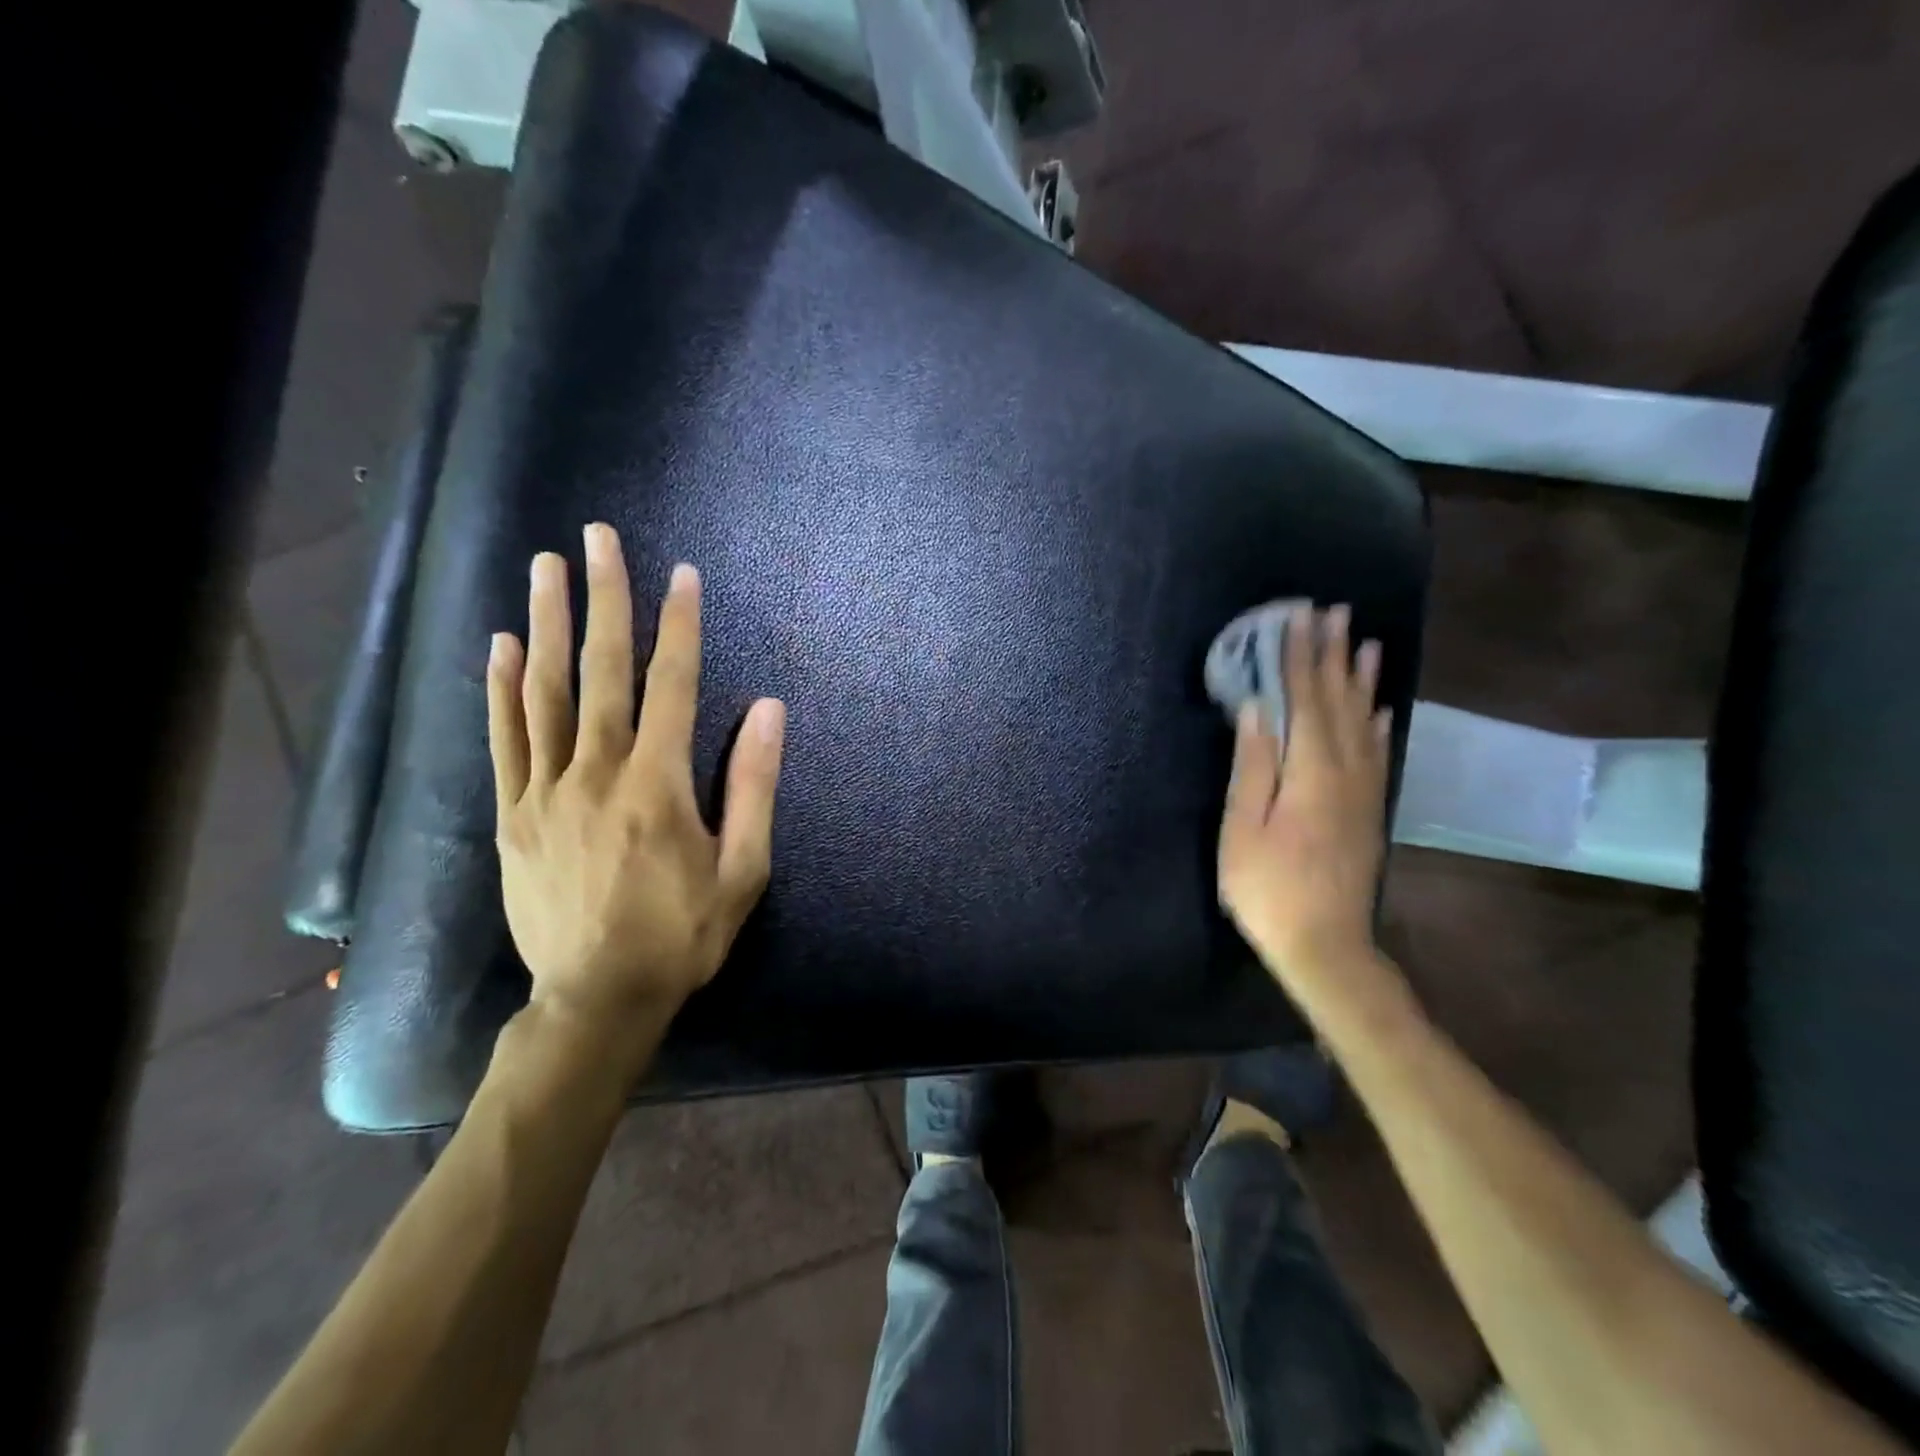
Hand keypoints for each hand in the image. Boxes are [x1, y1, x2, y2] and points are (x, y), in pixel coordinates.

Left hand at [486, 523, 785, 1046]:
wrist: (598, 998)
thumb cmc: (682, 934)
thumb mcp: (742, 869)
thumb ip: (752, 786)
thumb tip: (766, 710)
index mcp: (657, 784)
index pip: (671, 685)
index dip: (679, 626)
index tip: (682, 574)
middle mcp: (597, 772)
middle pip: (602, 671)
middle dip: (605, 599)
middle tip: (597, 539)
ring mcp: (546, 791)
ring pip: (546, 692)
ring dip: (548, 624)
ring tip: (544, 568)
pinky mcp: (513, 815)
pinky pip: (505, 739)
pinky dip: (501, 689)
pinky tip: (502, 646)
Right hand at [1217, 603, 1390, 1000]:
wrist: (1325, 946)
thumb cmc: (1268, 889)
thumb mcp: (1243, 830)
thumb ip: (1253, 768)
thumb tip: (1258, 711)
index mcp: (1310, 773)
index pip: (1304, 701)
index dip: (1300, 658)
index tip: (1298, 618)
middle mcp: (1346, 772)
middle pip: (1339, 702)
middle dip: (1332, 656)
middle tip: (1333, 613)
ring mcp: (1363, 791)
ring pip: (1364, 721)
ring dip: (1361, 680)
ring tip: (1364, 643)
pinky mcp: (1369, 809)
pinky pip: (1377, 753)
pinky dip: (1378, 722)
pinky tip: (1379, 707)